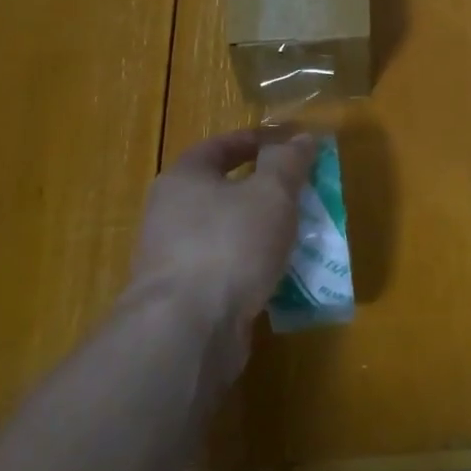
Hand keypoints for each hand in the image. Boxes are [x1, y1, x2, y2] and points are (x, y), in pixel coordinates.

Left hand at [131, 127, 317, 374]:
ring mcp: (173, 259)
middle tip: (301, 192)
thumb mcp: (271, 193)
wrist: (186, 332)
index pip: (220, 146)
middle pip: (223, 190)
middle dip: (263, 190)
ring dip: (261, 232)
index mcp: (184, 178)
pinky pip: (226, 270)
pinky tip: (281, 276)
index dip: (256, 141)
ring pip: (227, 233)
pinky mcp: (184, 298)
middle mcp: (170, 213)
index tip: (289, 146)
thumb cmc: (229, 245)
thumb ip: (287, 162)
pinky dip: (253, 267)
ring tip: (299, 235)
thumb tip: (300, 138)